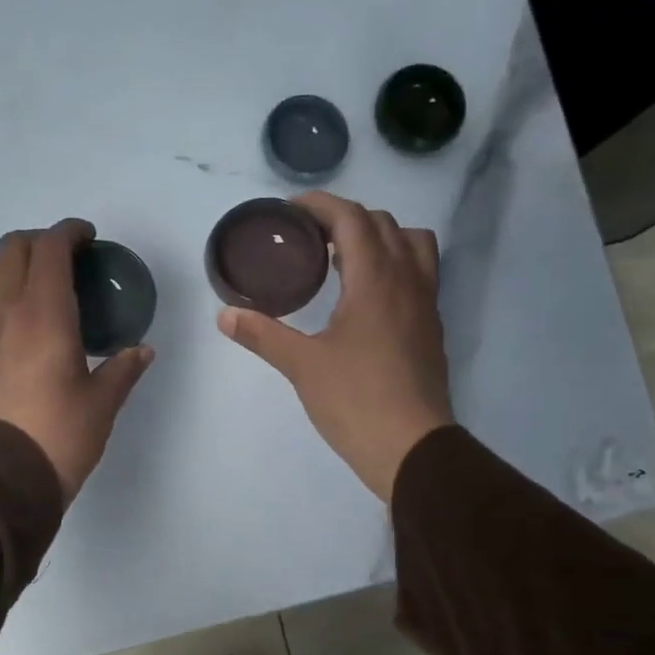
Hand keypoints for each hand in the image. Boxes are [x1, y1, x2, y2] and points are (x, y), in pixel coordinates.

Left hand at [0, 219, 152, 503]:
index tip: (89, 239)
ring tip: (43, 283)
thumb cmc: (59, 436)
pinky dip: (3, 289)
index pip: (49, 249)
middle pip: (12, 248)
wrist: (2, 477)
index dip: (70, 233)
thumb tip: (141, 350)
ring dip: (15, 261)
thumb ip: (123, 369)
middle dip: (41, 241)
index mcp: (43, 315)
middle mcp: (6, 312)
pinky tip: (28, 318)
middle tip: (70, 260)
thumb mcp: (102, 403)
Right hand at [218, 192, 451, 500]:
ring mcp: (426, 305)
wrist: (412, 448)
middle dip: (345, 219)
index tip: (289, 212)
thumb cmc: (355, 400)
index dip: (320, 206)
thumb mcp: (302, 366)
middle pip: (383, 224)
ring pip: (412, 245)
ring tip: (343, 260)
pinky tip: (363, 298)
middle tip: (309, 237)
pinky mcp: (430, 329)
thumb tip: (224, 315)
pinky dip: (392, 266)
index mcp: (376, 279)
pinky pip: (418, 275)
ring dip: (378, 238)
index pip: (352, 218)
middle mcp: (408, 281)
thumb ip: (263, 335)